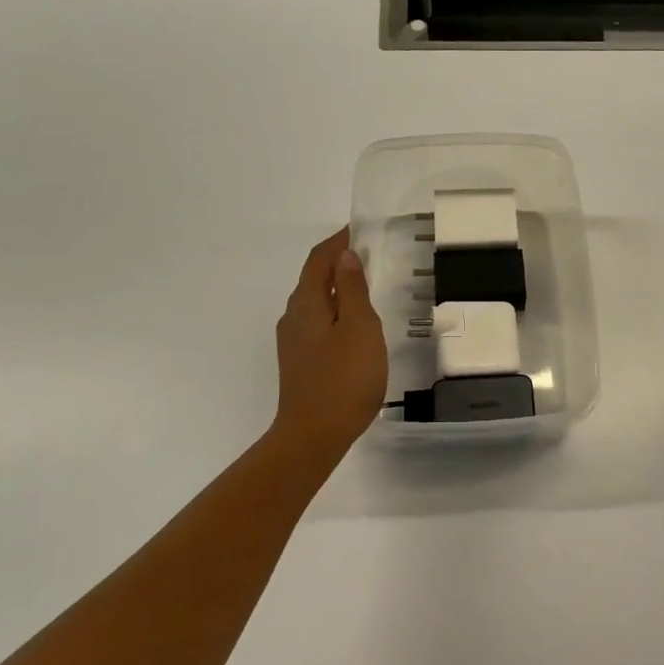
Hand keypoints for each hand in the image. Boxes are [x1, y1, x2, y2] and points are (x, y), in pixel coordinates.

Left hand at [273, 228, 388, 458]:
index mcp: (307, 303)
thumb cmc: (344, 379)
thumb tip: (345, 256)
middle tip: (369, 254)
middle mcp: (294, 317)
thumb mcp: (360, 329)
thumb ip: (354, 290)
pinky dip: (336, 310)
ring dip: (338, 287)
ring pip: (315, 302)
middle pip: (314, 278)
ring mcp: (294, 341)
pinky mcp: (300, 361)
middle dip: (338, 262)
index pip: (319, 259)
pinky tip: (354, 325)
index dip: (338, 241)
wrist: (313, 436)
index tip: (360, 228)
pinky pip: (317, 322)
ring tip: (366, 286)